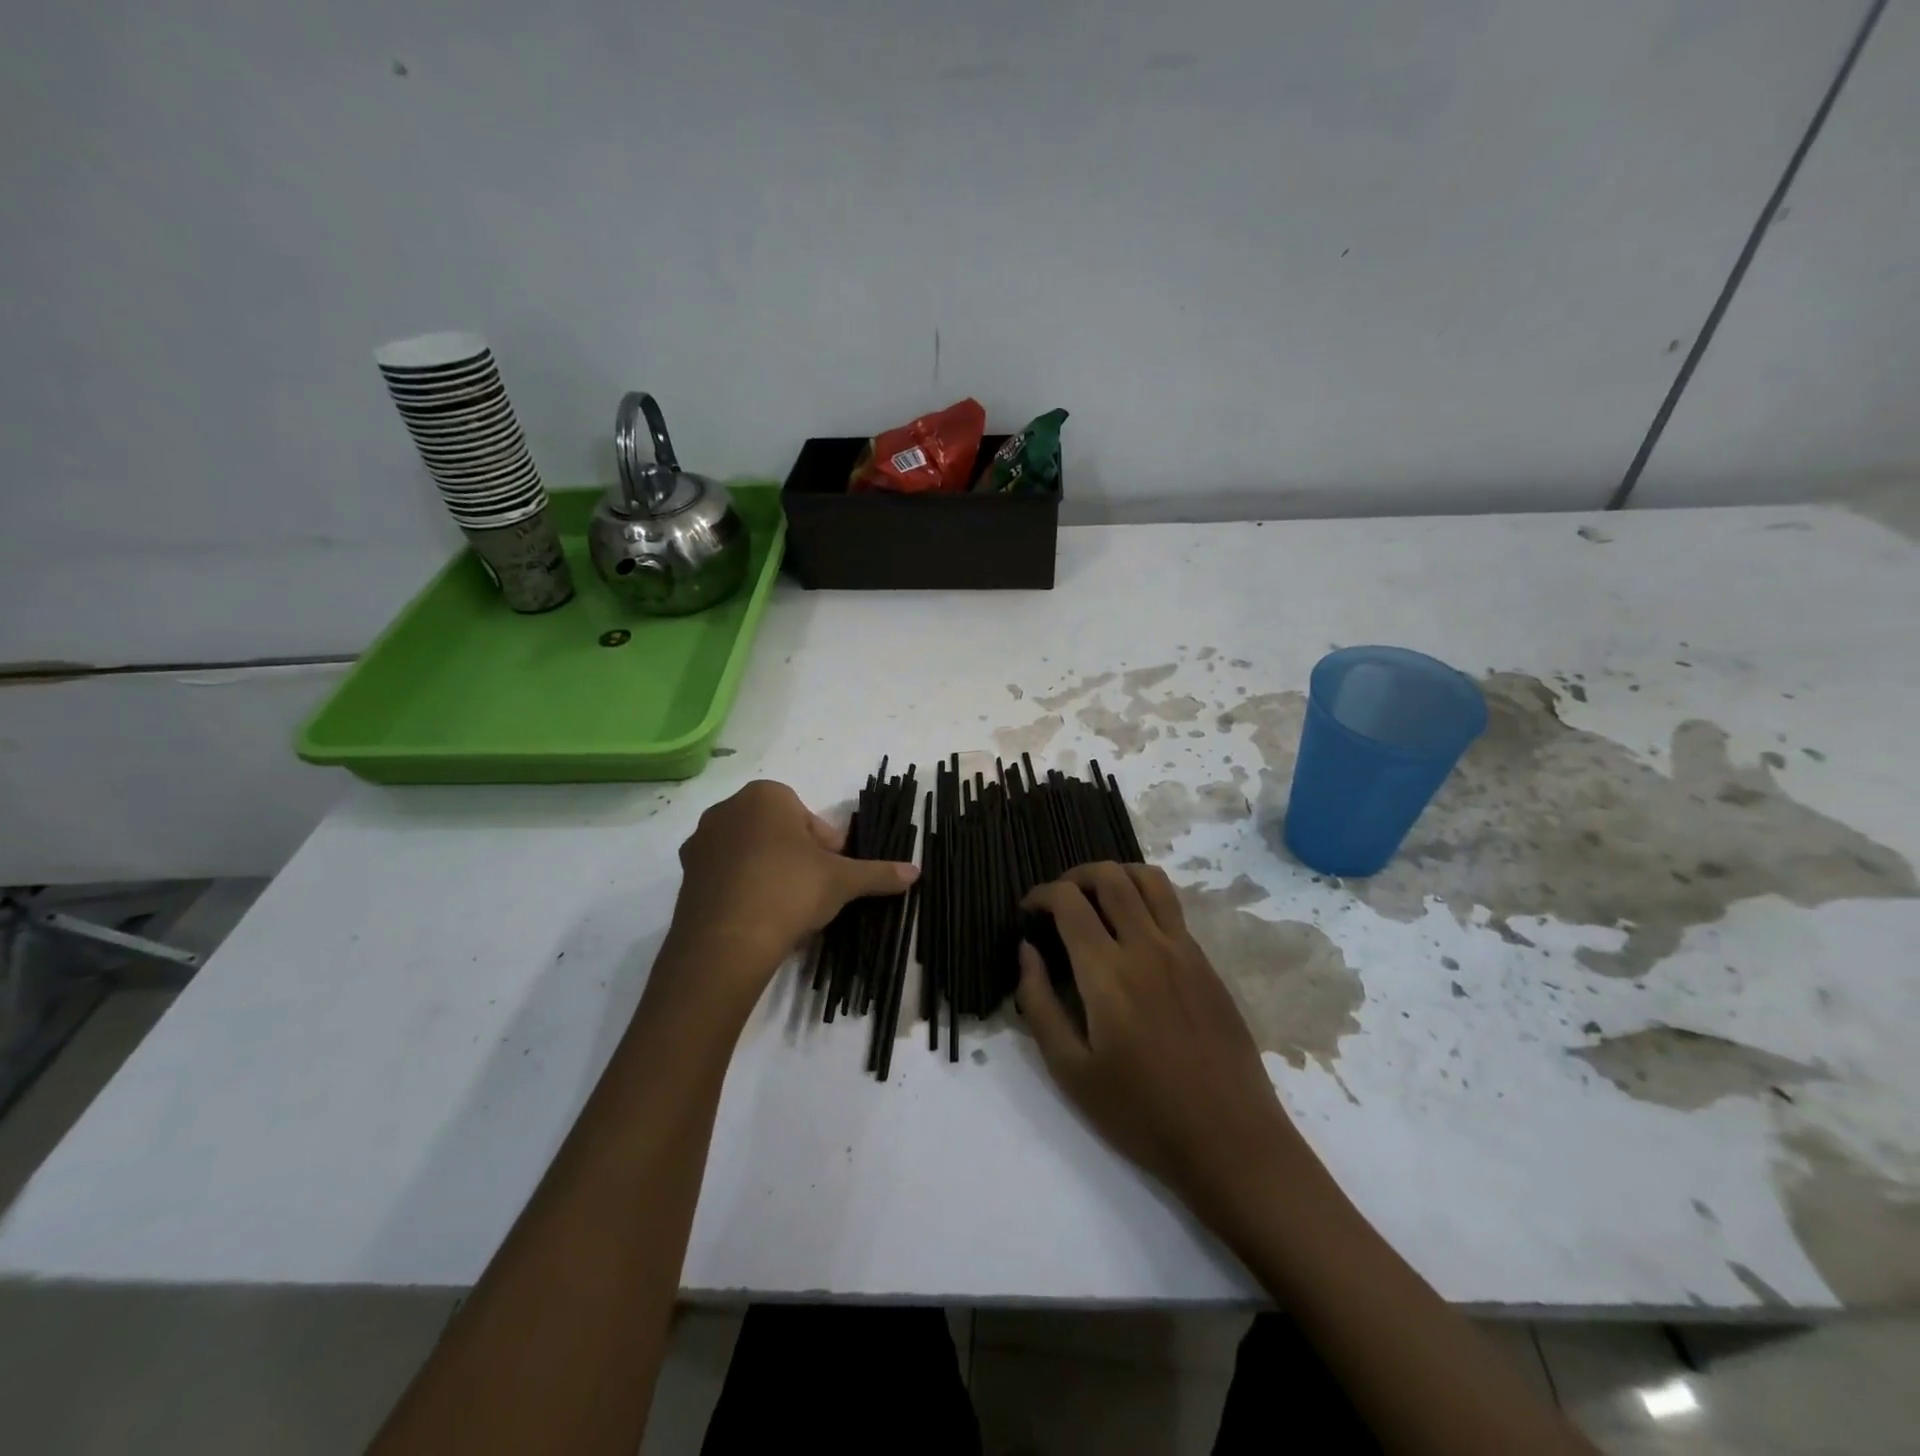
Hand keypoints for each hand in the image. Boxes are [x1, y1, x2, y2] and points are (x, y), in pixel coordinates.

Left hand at [664, 780, 916, 1015]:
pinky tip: (757, 917)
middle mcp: (727, 809)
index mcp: (765, 796)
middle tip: (812, 890)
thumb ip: (878, 872)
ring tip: (785, 907)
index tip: (832, 872)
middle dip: (797, 856)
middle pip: (777, 830)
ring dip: (769, 871)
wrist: (726, 942)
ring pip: (749, 851)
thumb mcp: (842, 881)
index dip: (825, 846)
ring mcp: (701, 842)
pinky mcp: (685, 875)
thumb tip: (916, 871)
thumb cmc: (789, 891)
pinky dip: (742, 888)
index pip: (806, 815)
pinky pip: (725, 874)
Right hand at [1017, 864, 1297, 1211]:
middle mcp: (1147, 946)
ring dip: (1116, 875)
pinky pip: (1172, 909)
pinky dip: (1144, 900)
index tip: (1028, 911)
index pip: (1069, 901)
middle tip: (1059, 900)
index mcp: (1108, 972)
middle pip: (1110, 876)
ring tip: (1097, 900)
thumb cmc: (1141, 1113)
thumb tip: (1027, 951)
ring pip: (1150, 880)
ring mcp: (1184, 951)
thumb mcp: (1071, 1071)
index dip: (1041, 894)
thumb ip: (1039, 1003)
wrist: (1230, 1140)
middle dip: (1075, 875)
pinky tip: (1132, 934)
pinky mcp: (1207, 964)